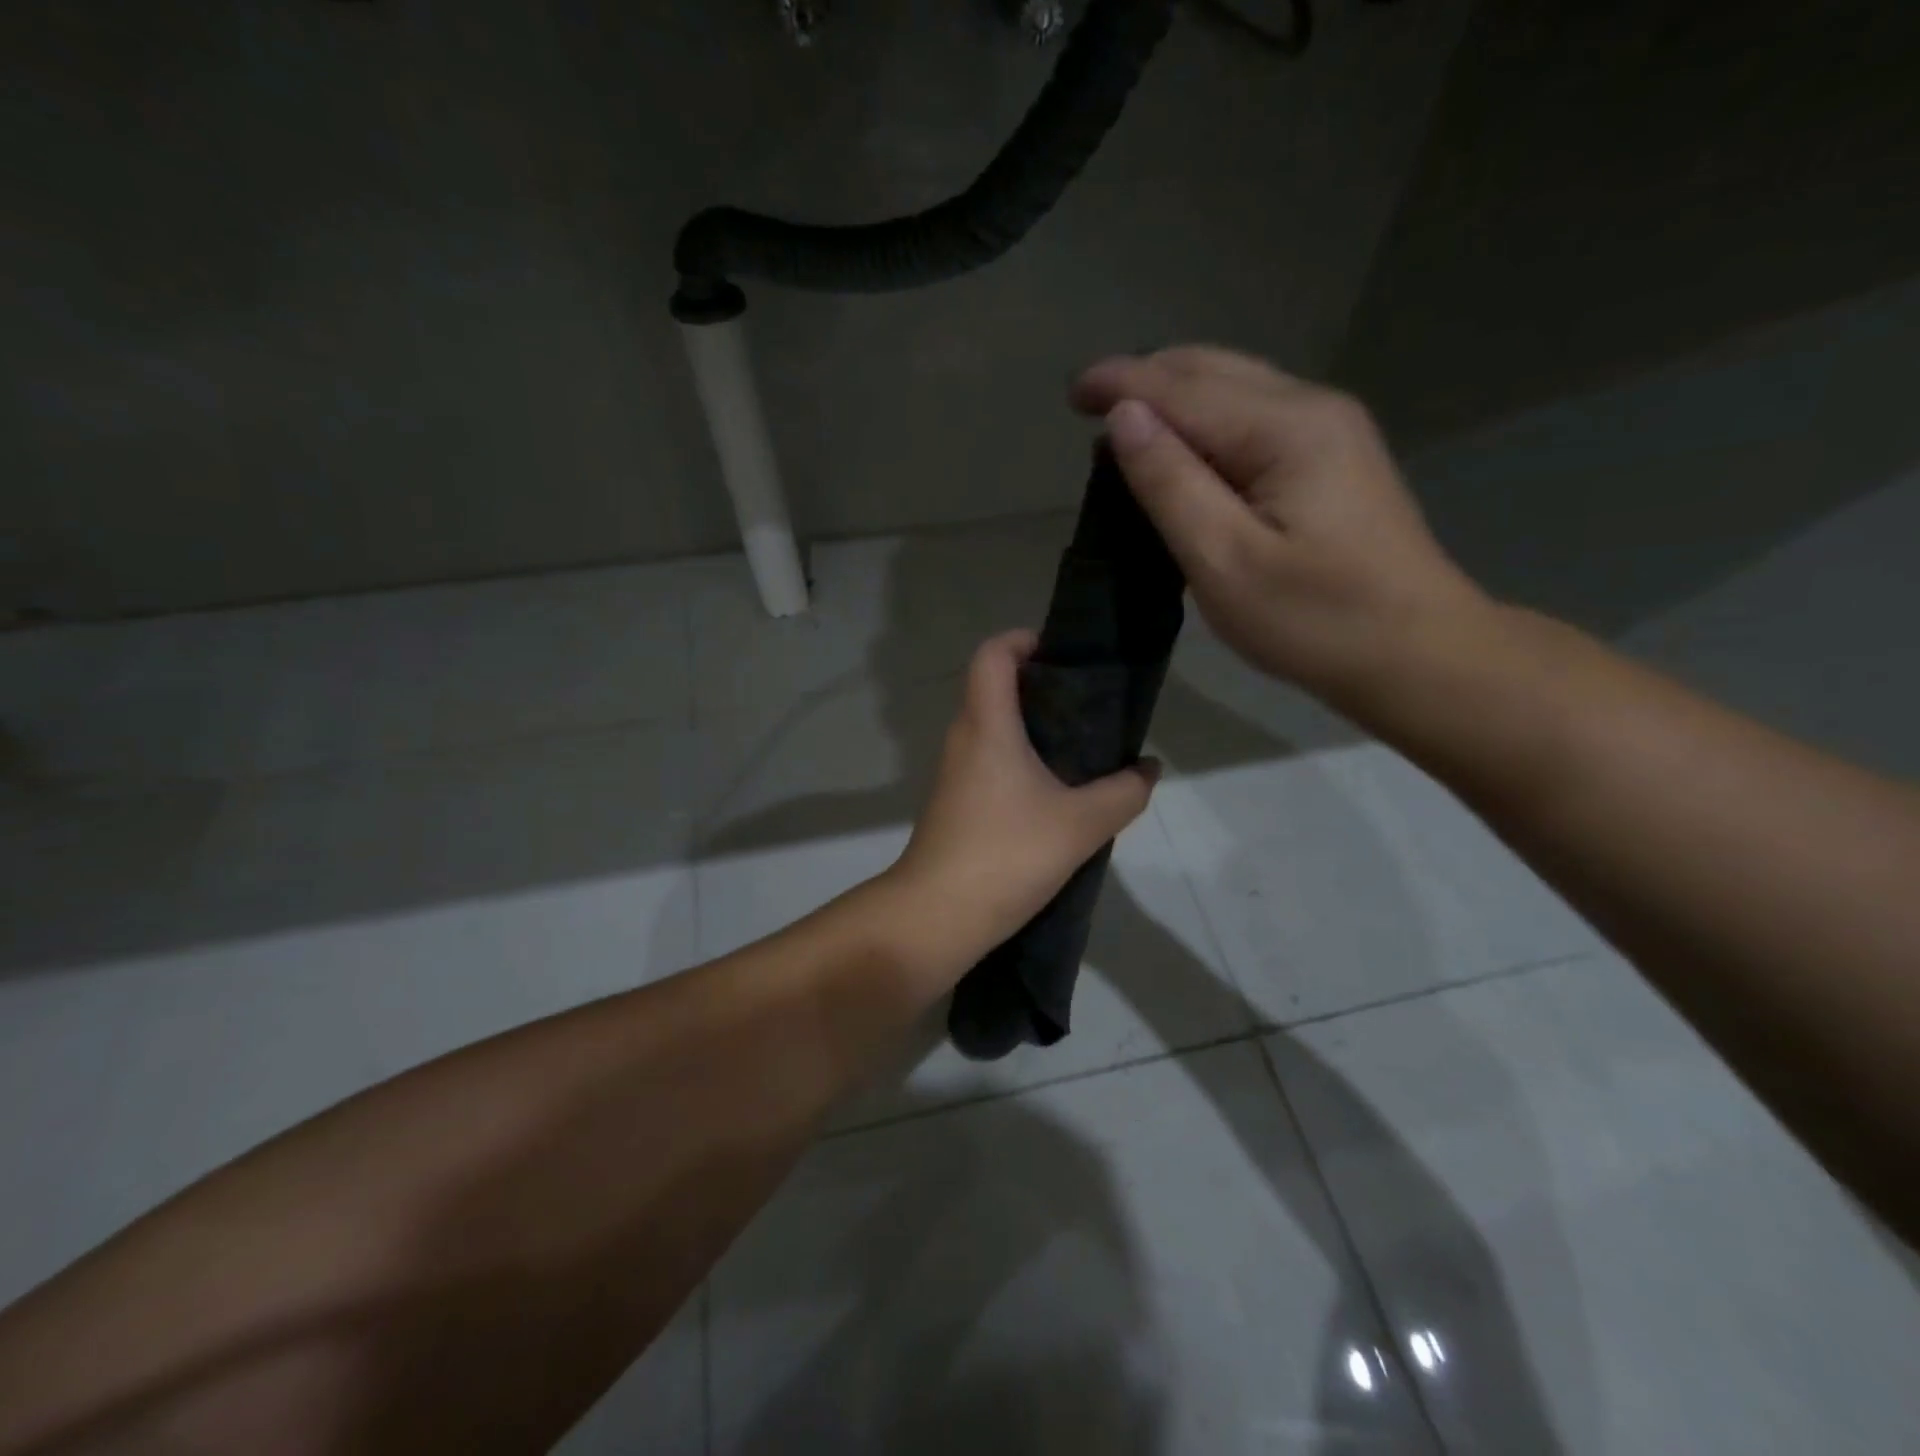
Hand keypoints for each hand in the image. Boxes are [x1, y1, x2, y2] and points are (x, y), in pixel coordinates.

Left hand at [886, 630, 1157, 973]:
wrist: (938, 915)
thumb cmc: (1007, 854)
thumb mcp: (1081, 824)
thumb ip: (1124, 792)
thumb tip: (1148, 769)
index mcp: (987, 725)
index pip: (992, 654)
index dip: (1024, 640)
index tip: (1063, 655)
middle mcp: (963, 738)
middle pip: (994, 688)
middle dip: (1040, 686)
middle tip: (1090, 704)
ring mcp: (954, 773)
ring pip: (992, 728)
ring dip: (1032, 727)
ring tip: (1082, 747)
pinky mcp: (954, 803)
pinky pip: (988, 761)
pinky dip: (1019, 759)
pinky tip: (1055, 792)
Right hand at [1071, 346, 1491, 711]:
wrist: (1416, 653)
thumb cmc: (1314, 620)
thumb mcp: (1225, 560)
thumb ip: (1170, 483)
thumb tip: (1123, 417)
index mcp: (1284, 429)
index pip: (1183, 388)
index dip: (1122, 383)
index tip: (1071, 392)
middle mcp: (1311, 408)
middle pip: (1212, 370)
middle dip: (1146, 378)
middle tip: (1089, 405)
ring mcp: (1330, 431)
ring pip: (1236, 388)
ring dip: (1175, 396)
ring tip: (1125, 425)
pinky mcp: (1334, 460)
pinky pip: (1254, 417)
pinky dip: (1205, 421)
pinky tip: (1183, 448)